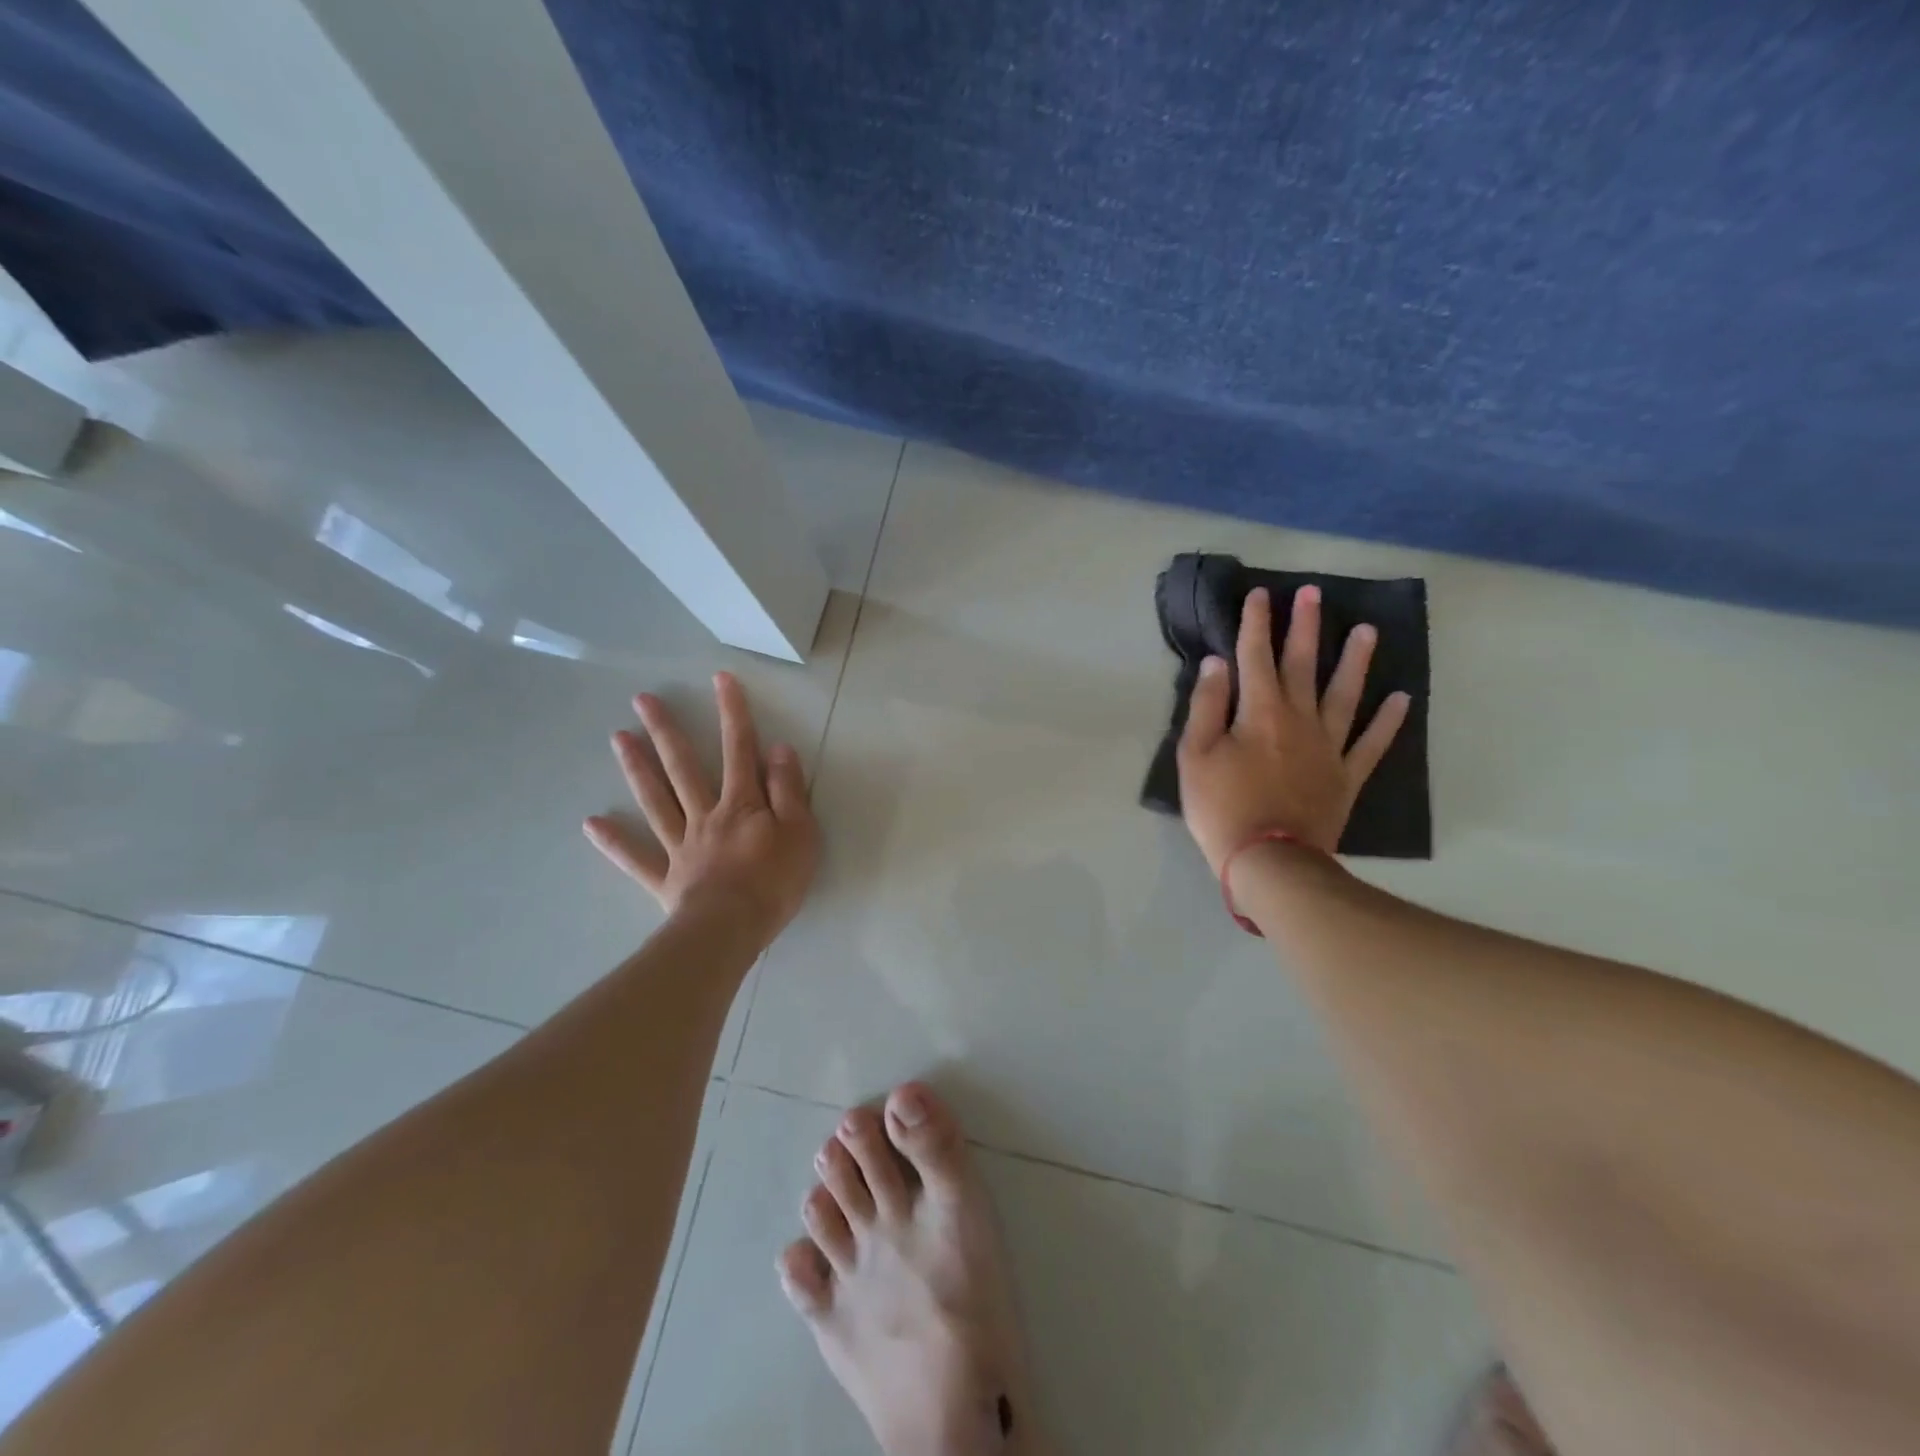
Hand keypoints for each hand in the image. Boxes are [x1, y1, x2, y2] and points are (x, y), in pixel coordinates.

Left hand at [585, 672, 819, 937]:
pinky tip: (592, 823)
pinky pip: (636, 858)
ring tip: (617, 738)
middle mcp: (706, 815)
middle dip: (666, 731)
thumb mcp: (800, 831)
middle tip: (642, 700)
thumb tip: (778, 749)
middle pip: (683, 767)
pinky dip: (614, 842)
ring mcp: (681, 845)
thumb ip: (788, 790)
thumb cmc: (774, 880)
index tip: (720, 679)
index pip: (740, 750)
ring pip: (656, 801)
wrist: (731, 929)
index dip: (733, 713)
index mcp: (742, 804)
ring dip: (637, 769)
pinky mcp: (665, 878)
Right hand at [1177, 585, 1409, 871]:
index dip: (1256, 624)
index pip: (1255, 656)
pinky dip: (1389, 721)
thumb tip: (1218, 663)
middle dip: (1304, 627)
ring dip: (1355, 661)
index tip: (1261, 595)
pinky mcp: (1346, 776)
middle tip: (1313, 594)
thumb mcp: (1195, 756)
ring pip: (1345, 694)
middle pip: (1302, 665)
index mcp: (1259, 712)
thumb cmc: (1221, 807)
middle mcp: (1299, 719)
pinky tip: (1402, 698)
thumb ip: (1207, 706)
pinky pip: (1372, 743)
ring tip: (1367, 630)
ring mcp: (1329, 747)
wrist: (1269, 861)